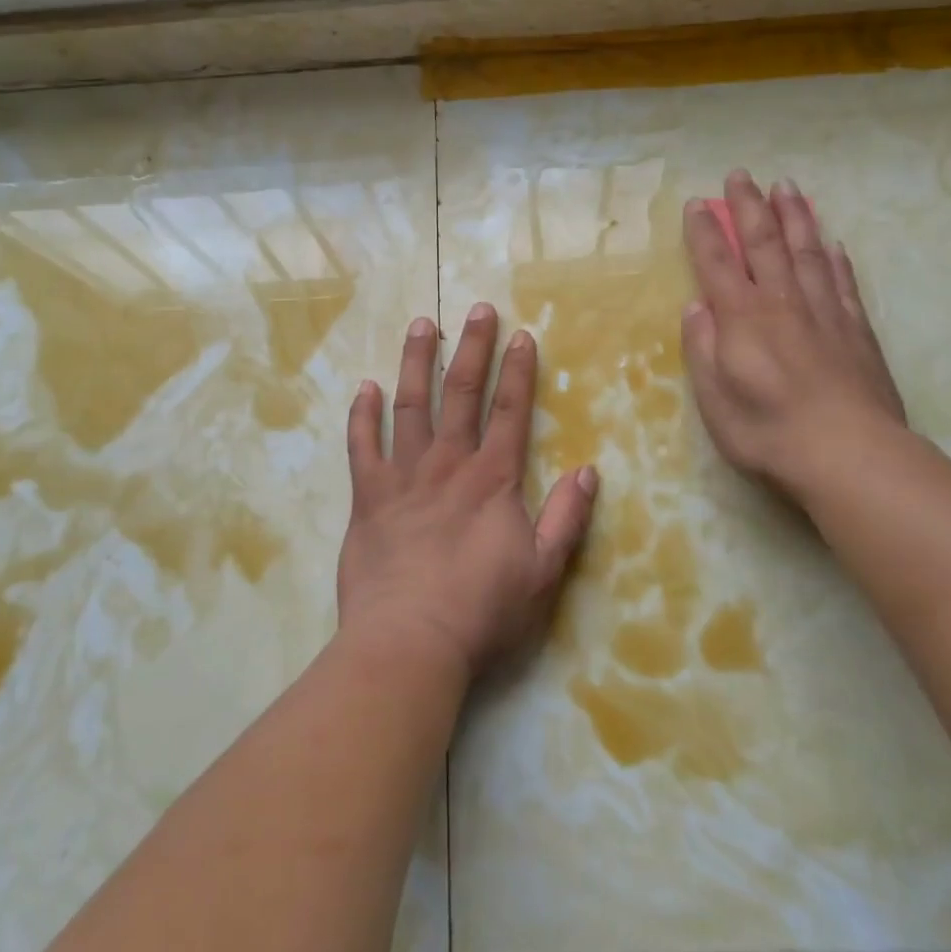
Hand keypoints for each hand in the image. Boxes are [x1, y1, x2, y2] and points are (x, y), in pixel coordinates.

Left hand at [337, 303, 598, 681]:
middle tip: (477, 309)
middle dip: (473, 347)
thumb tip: (588, 471)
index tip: (523, 335)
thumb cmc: (481, 610)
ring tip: (421, 325)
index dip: (520, 371)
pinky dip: (362, 415)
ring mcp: (403, 476)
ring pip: (409, 405)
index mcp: (492, 478)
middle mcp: (448, 464)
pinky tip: (364, 388)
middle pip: (461, 393)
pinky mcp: (368, 496)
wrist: (408, 642)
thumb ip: (566, 518)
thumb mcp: (543, 571)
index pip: (512, 411)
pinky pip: (362, 445)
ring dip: (416, 362)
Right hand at [681, 171, 908, 504]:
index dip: (705, 232)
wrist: (850, 455)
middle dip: (749, 207)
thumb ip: (703, 348)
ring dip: (794, 216)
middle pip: (763, 243)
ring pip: (807, 251)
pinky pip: (843, 282)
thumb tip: (696, 306)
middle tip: (740, 175)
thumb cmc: (768, 432)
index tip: (697, 203)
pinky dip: (836, 258)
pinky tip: (833, 242)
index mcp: (742, 319)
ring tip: (787, 186)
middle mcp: (781, 303)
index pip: (717, 263)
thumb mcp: (714, 399)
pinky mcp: (856, 329)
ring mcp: (824, 312)